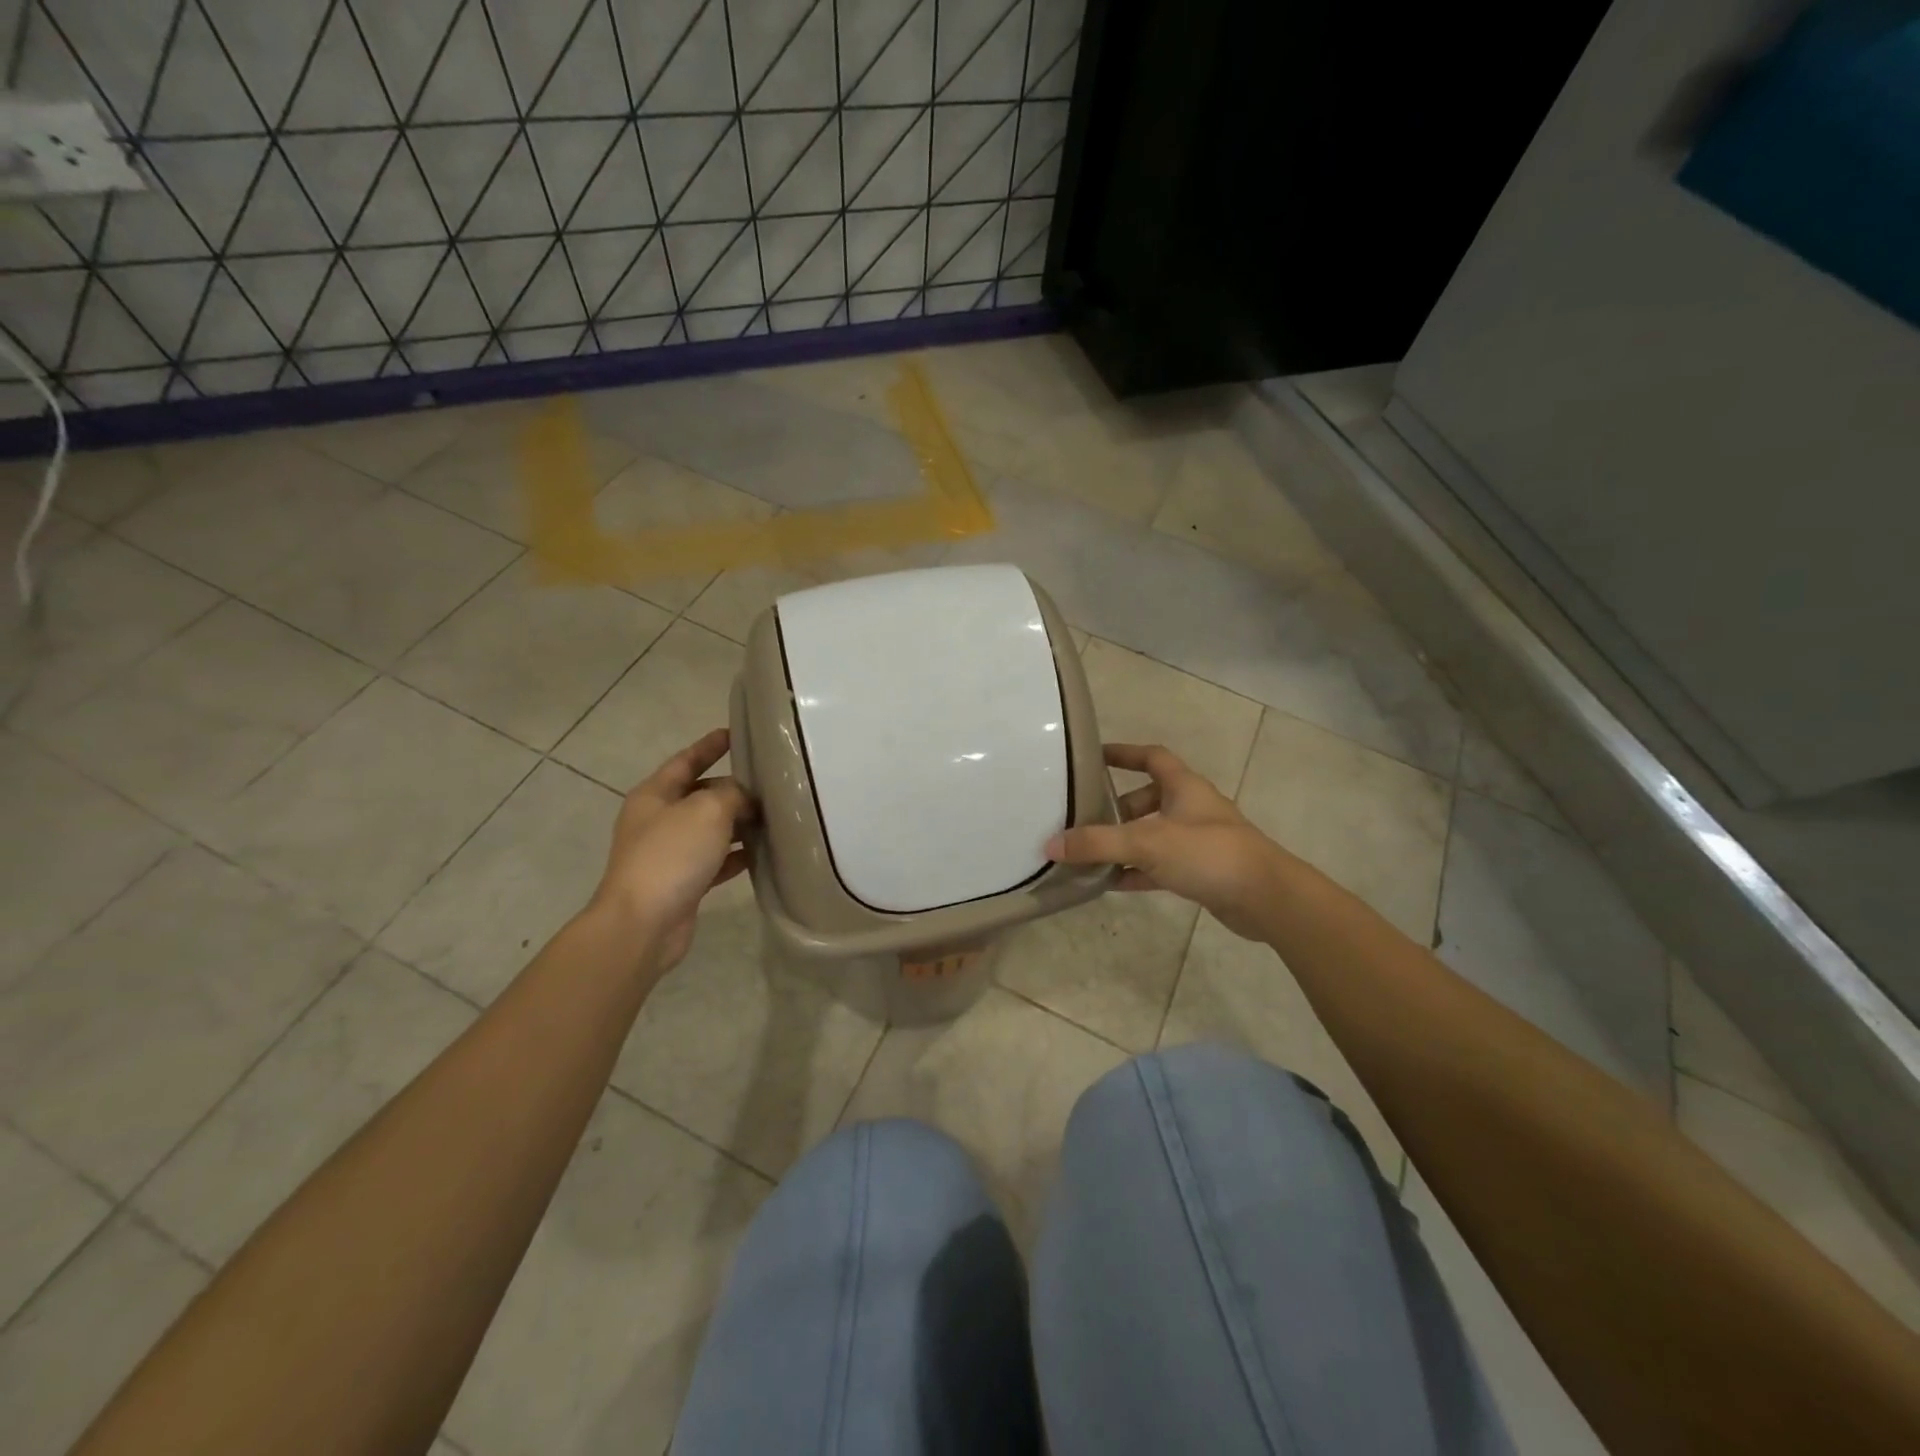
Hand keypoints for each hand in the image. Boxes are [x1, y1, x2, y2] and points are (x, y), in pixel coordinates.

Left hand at [591, 728, 754, 971]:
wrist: (643, 924)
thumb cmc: (671, 855)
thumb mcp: (707, 810)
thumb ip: (732, 794)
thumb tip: (745, 798)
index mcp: (655, 795)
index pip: (686, 761)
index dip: (709, 746)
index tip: (734, 733)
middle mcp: (659, 820)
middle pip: (701, 795)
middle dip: (733, 788)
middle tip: (769, 782)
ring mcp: (669, 854)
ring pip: (710, 829)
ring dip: (739, 823)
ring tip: (775, 816)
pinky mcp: (682, 883)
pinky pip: (715, 861)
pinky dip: (737, 855)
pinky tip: (763, 853)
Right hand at [1046, 743, 1285, 940]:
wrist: (1266, 898)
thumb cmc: (1208, 854)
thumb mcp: (1147, 843)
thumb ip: (1098, 843)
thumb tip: (1051, 844)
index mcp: (1183, 786)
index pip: (1151, 757)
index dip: (1123, 754)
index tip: (1093, 757)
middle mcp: (1191, 808)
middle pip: (1147, 799)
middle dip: (1116, 809)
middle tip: (1084, 820)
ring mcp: (1197, 841)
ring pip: (1152, 835)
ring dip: (1124, 843)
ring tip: (1088, 854)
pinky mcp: (1200, 871)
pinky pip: (1159, 866)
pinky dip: (1136, 872)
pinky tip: (1111, 884)